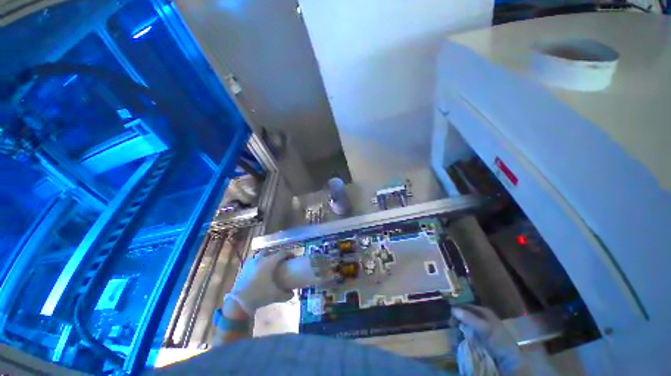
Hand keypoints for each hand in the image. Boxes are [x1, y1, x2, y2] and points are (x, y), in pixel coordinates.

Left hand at [225, 250, 294, 315]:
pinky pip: (252, 260)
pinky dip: (256, 262)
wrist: (239, 302)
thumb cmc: (260, 295)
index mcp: (270, 262)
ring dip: (265, 256)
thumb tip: (293, 293)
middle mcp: (261, 259)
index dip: (289, 253)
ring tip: (268, 263)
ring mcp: (251, 263)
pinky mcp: (244, 268)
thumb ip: (287, 295)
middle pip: (270, 251)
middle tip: (279, 260)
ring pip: (259, 254)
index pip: (282, 253)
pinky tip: (258, 269)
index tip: (293, 257)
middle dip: (275, 254)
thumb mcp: (276, 296)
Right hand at [452, 305, 522, 374]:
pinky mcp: (479, 338)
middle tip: (449, 322)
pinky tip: (458, 336)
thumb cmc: (498, 340)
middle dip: (457, 317)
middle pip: (465, 314)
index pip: (467, 305)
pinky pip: (467, 332)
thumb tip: (452, 308)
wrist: (508, 360)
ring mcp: (480, 328)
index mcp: (484, 311)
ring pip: (465, 323)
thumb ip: (469, 318)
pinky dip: (462, 333)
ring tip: (452, 329)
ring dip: (458, 326)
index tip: (447, 311)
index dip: (458, 307)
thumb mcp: (484, 328)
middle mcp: (481, 317)